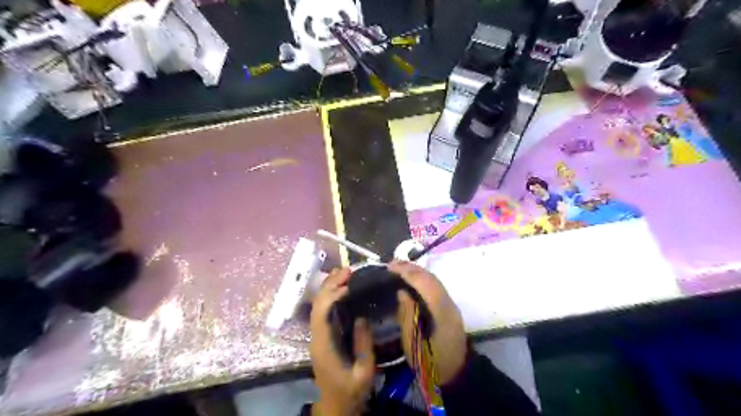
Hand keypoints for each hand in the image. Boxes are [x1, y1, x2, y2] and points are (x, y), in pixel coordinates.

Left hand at [311, 268, 376, 414]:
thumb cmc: (351, 391)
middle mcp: (317, 337)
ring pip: (318, 306)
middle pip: (317, 305)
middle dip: (330, 285)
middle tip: (347, 270)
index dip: (332, 295)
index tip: (349, 284)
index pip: (321, 313)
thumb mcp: (364, 373)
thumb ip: (363, 345)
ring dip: (329, 287)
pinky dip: (330, 296)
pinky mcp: (322, 335)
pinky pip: (323, 311)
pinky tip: (341, 288)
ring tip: (343, 273)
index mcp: (324, 345)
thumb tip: (362, 316)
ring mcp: (318, 335)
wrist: (336, 405)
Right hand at [390, 262, 465, 384]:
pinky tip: (410, 279)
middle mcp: (449, 305)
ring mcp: (451, 305)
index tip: (391, 267)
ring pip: (434, 281)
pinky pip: (434, 287)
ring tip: (398, 268)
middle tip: (391, 264)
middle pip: (432, 279)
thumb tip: (401, 292)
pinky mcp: (449, 307)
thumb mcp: (414, 346)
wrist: (456, 373)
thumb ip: (407, 317)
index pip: (427, 285)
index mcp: (442, 314)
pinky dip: (421, 279)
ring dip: (417, 272)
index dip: (409, 273)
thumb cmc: (431, 364)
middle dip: (411, 269)